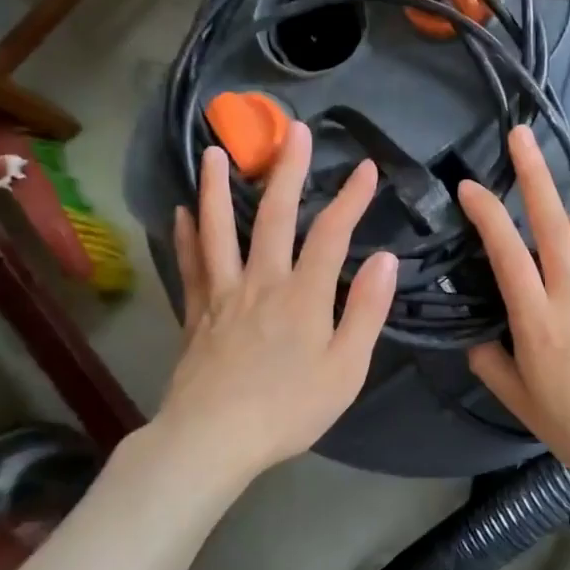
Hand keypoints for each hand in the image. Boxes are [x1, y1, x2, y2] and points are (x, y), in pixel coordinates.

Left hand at [156, 123, 397, 482]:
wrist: (213, 439)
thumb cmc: (289, 409)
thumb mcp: (346, 369)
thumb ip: (366, 311)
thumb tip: (386, 259)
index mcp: (303, 295)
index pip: (332, 233)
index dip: (351, 198)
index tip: (367, 168)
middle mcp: (261, 281)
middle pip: (273, 215)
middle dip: (287, 169)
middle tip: (293, 130)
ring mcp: (222, 294)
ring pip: (219, 229)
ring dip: (218, 187)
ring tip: (215, 151)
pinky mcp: (195, 313)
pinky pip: (190, 264)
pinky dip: (187, 235)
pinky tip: (182, 212)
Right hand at [457, 126, 569, 495]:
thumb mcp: (520, 402)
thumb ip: (491, 363)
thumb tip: (476, 335)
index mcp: (537, 319)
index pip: (505, 251)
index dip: (485, 212)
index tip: (467, 188)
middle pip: (550, 221)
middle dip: (532, 173)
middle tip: (519, 136)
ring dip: (563, 214)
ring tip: (550, 218)